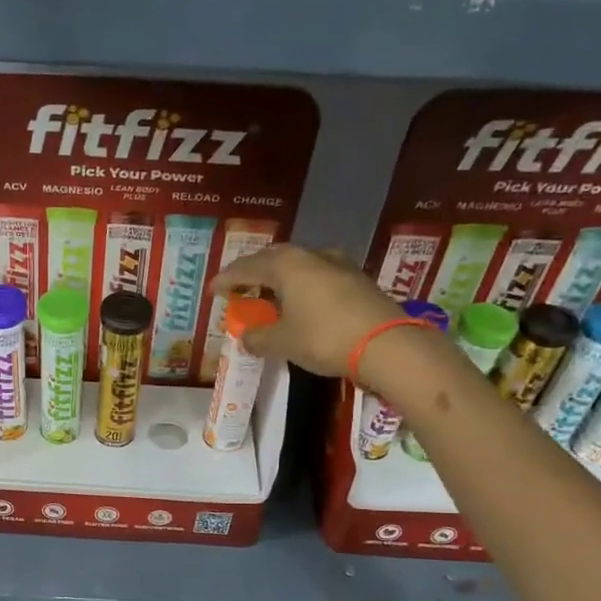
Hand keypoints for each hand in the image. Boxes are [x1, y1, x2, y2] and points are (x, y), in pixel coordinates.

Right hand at [211, 244, 402, 379]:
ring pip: (299, 265)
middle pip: (274, 259)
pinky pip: (318, 276)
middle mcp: (311, 256)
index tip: (213, 290)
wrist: (387, 344)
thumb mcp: (283, 342)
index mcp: (286, 264)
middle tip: (239, 287)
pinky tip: (301, 301)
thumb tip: (247, 337)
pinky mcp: (357, 280)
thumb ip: (259, 338)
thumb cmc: (324, 337)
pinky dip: (302, 286)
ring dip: (280, 278)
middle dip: (254, 272)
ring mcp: (338, 265)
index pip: (247, 267)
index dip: (227, 279)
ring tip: (270, 294)